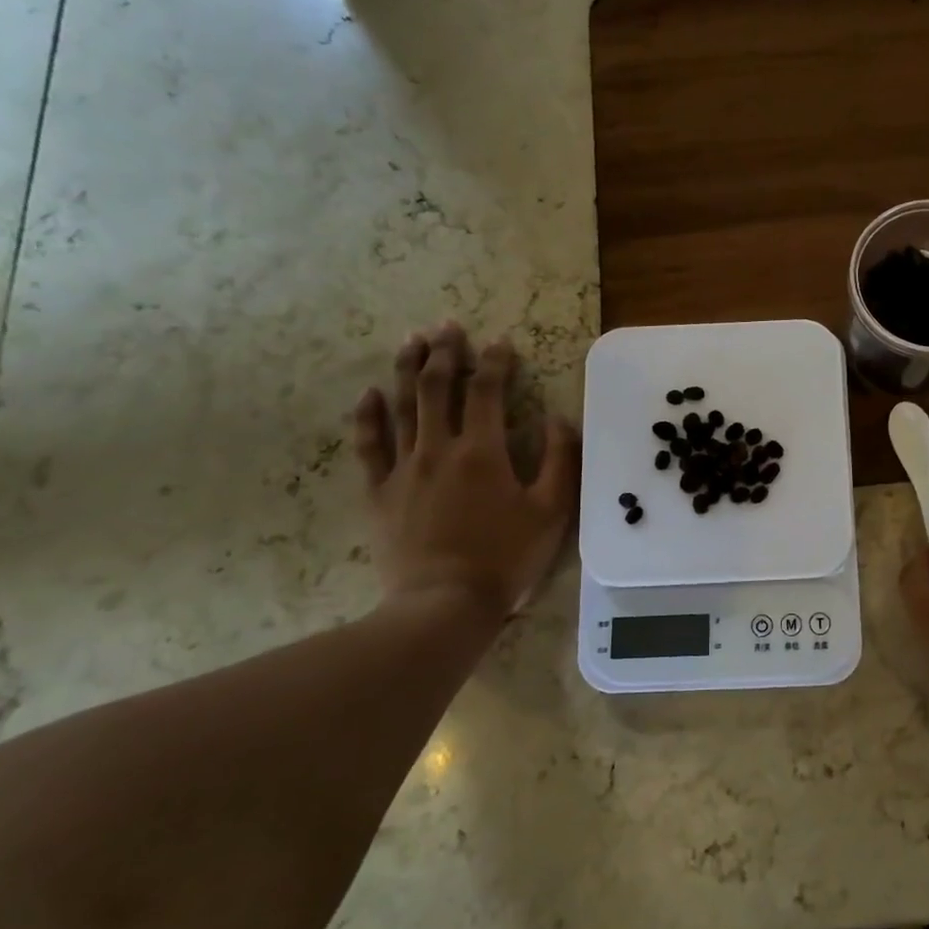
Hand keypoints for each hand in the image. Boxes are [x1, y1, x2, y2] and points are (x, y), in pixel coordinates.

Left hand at [352, 322, 579, 622]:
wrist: (444, 603)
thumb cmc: (506, 557)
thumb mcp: (552, 511)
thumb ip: (561, 460)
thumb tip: (558, 418)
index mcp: (483, 451)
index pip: (487, 391)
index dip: (495, 362)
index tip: (500, 341)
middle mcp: (438, 448)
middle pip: (436, 387)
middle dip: (444, 352)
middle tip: (447, 325)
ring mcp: (403, 469)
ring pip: (401, 406)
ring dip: (406, 369)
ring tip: (411, 340)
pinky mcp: (379, 492)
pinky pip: (369, 446)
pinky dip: (368, 417)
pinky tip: (368, 394)